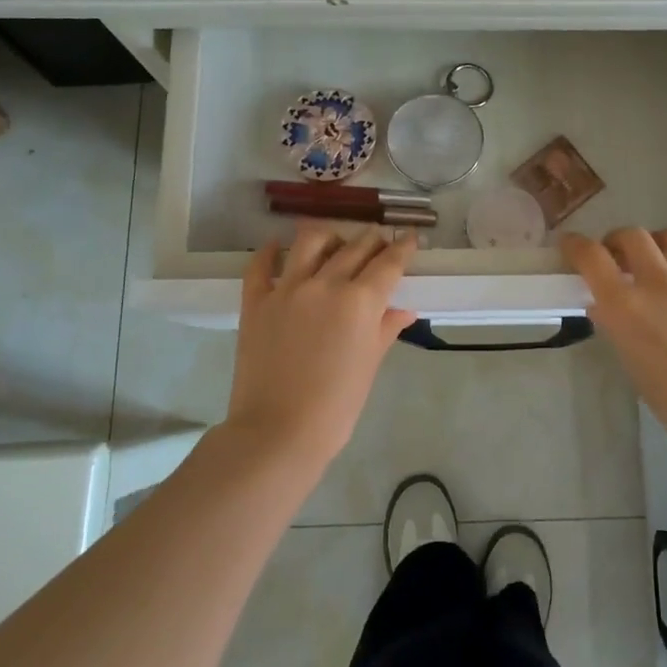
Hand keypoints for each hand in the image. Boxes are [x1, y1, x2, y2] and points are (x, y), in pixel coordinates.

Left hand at [226, 222, 418, 464]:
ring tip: (334, 241)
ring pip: (310, 241)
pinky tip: (277, 246)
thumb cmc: (336, 406)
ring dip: (329, 236)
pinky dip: (270, 251)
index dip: (403, 248)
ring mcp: (287, 289)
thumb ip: (385, 329)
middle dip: (372, 240)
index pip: (388, 263)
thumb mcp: (369, 365)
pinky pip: (260, 265)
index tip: (411, 238)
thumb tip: (403, 310)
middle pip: (355, 247)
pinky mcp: (256, 301)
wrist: (278, 431)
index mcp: (360, 301)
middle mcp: (325, 284)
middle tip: (379, 242)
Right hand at [563, 227, 666, 455]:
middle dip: (619, 239)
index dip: (575, 245)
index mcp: (626, 306)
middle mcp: (660, 283)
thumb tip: (606, 308)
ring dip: (662, 240)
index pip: (591, 258)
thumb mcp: (634, 368)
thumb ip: (619, 331)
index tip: (570, 244)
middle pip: (633, 236)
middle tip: (618, 254)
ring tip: (660, 252)